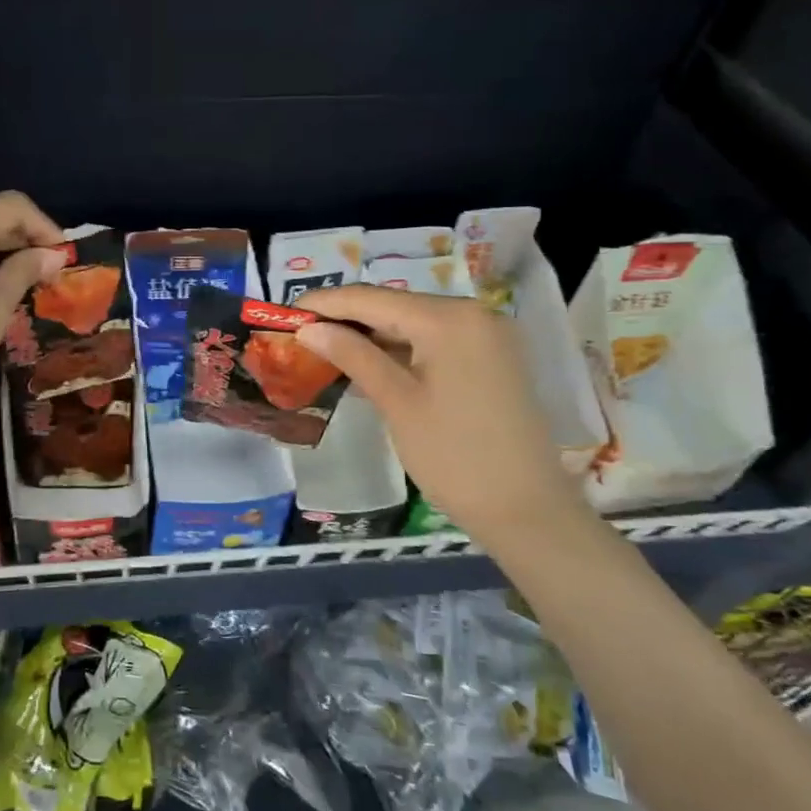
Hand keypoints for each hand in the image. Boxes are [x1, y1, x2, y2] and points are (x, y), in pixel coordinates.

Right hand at [295, 285, 588, 544]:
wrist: (527, 510)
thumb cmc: (454, 457)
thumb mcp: (397, 402)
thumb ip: (353, 356)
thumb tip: (309, 329)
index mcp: (449, 318)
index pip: (372, 299)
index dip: (325, 304)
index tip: (284, 314)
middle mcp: (473, 313)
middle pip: (394, 306)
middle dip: (346, 318)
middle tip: (300, 334)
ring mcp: (487, 335)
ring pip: (414, 323)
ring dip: (371, 335)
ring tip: (324, 347)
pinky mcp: (491, 359)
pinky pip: (435, 341)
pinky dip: (400, 350)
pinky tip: (368, 363)